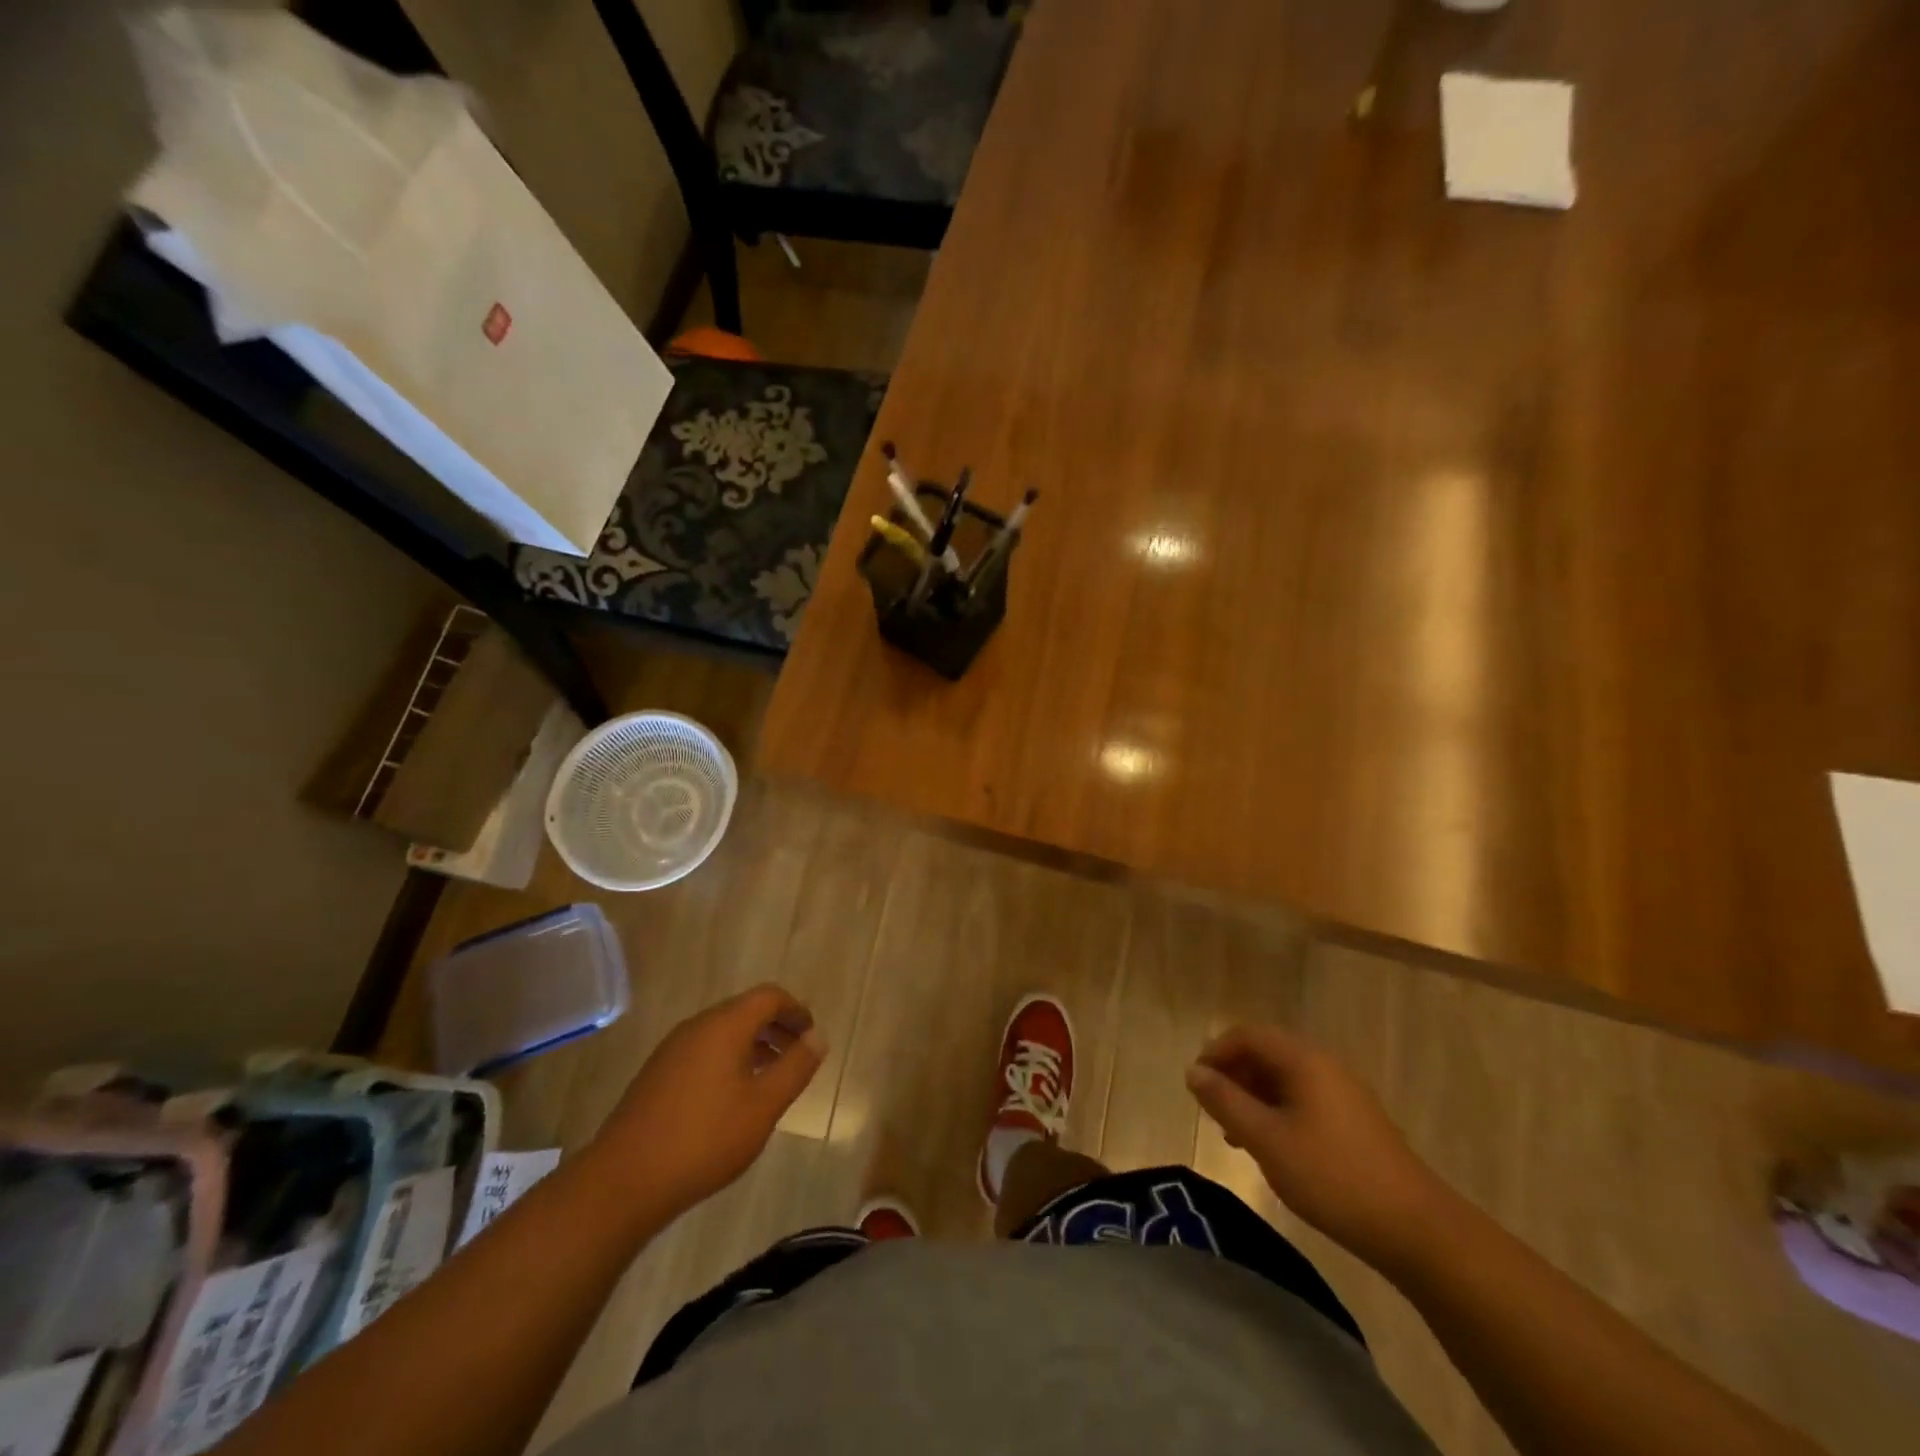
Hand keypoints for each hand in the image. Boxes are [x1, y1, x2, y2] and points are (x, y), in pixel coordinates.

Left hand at [588, 984, 825, 1219]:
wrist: (623, 1182)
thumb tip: (818, 1037)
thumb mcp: (763, 1106)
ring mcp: (672, 1049)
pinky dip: (729, 1060)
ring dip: (753, 1045)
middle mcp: (697, 1026)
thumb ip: (795, 1067)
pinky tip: (733, 1098)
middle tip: (797, 1058)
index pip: (769, 996)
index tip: (812, 1037)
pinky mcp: (657, 1074)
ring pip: (723, 1032)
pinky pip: (704, 1050)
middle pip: (745, 1010)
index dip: (796, 1011)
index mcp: (724, 1025)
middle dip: (776, 1028)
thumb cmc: (704, 1139)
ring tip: (770, 1080)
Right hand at [1186, 1024, 1451, 1274]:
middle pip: (1265, 1053)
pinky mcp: (1354, 1120)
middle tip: (1212, 1112)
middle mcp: (1323, 1064)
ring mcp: (1343, 1092)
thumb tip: (1194, 1071)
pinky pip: (1302, 1099)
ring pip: (1283, 1078)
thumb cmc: (1332, 1176)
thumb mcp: (1266, 1139)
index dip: (1215, 1053)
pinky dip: (1277, 1112)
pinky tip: (1272, 1148)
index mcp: (1303, 1059)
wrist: (1416, 1229)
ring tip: (1235, 1135)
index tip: (1195, 1086)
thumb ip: (1225, 1101)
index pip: (1246, 1035)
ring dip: (1253, 1097)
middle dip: (1233, 1076)